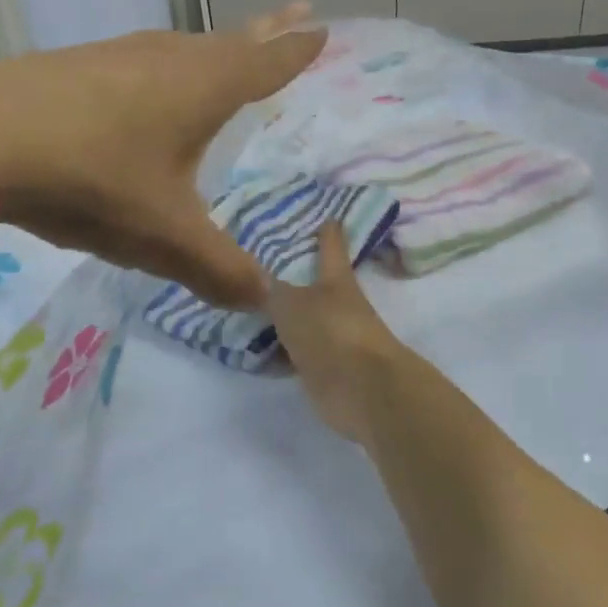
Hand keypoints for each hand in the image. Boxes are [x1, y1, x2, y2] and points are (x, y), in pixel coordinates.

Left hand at [0, 6, 322, 307]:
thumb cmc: (95, 179)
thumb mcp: (167, 238)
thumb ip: (220, 271)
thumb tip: (264, 300)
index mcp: (205, 88)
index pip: (267, 63)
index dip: (296, 50)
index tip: (322, 28)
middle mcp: (169, 60)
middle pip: (230, 41)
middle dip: (266, 31)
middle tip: (294, 13)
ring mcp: (118, 56)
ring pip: (182, 48)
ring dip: (212, 48)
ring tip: (227, 53)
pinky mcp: (76, 66)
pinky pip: (141, 62)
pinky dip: (164, 68)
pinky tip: (146, 87)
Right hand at [266, 221, 411, 441]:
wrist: (362, 389)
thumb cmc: (331, 331)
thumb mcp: (291, 304)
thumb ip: (270, 291)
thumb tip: (255, 278)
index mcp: (336, 280)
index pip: (331, 248)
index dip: (328, 233)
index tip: (329, 218)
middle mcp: (337, 306)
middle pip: (314, 287)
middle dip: (292, 278)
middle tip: (258, 268)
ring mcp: (332, 339)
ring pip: (301, 323)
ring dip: (281, 319)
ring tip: (245, 308)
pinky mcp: (324, 371)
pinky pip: (294, 355)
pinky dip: (276, 353)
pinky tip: (251, 350)